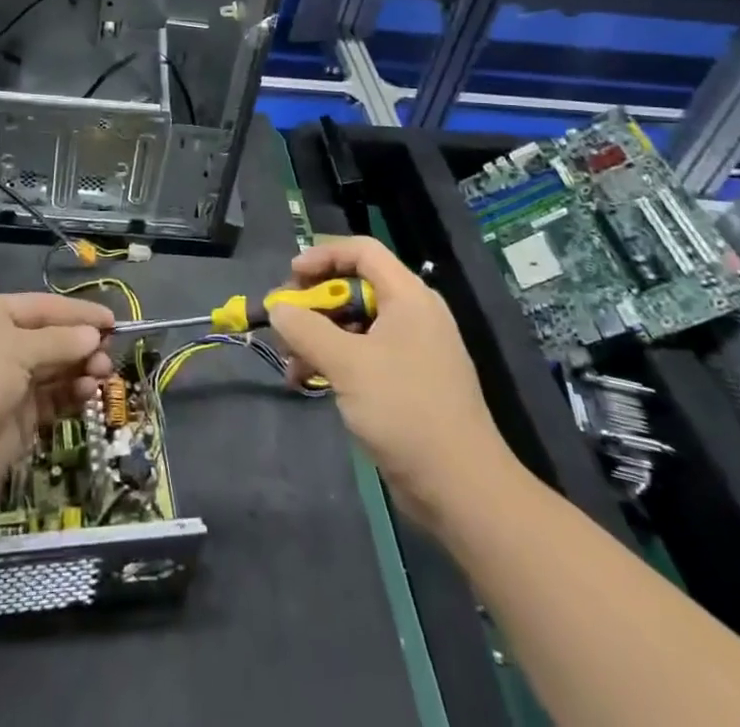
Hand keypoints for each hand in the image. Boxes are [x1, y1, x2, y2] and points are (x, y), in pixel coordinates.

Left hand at [0, 292, 114, 506]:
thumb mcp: (16, 350)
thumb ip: (60, 341)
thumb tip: (94, 336)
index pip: (43, 307)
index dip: (78, 312)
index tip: (113, 319)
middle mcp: (1, 345)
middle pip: (52, 337)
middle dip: (82, 343)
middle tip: (109, 353)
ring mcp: (10, 382)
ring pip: (56, 368)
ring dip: (81, 368)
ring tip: (101, 375)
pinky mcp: (19, 417)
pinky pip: (53, 398)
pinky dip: (72, 394)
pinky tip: (88, 394)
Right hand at [267, 236, 515, 532]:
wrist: (462, 488)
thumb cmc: (405, 410)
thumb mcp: (347, 364)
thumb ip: (306, 329)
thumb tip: (277, 309)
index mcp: (408, 296)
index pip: (362, 251)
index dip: (323, 255)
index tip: (290, 277)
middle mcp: (413, 314)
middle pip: (355, 287)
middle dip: (314, 303)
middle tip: (284, 322)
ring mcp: (412, 350)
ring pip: (356, 325)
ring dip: (319, 337)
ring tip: (291, 365)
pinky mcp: (409, 382)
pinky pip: (364, 354)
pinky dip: (335, 361)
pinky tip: (309, 383)